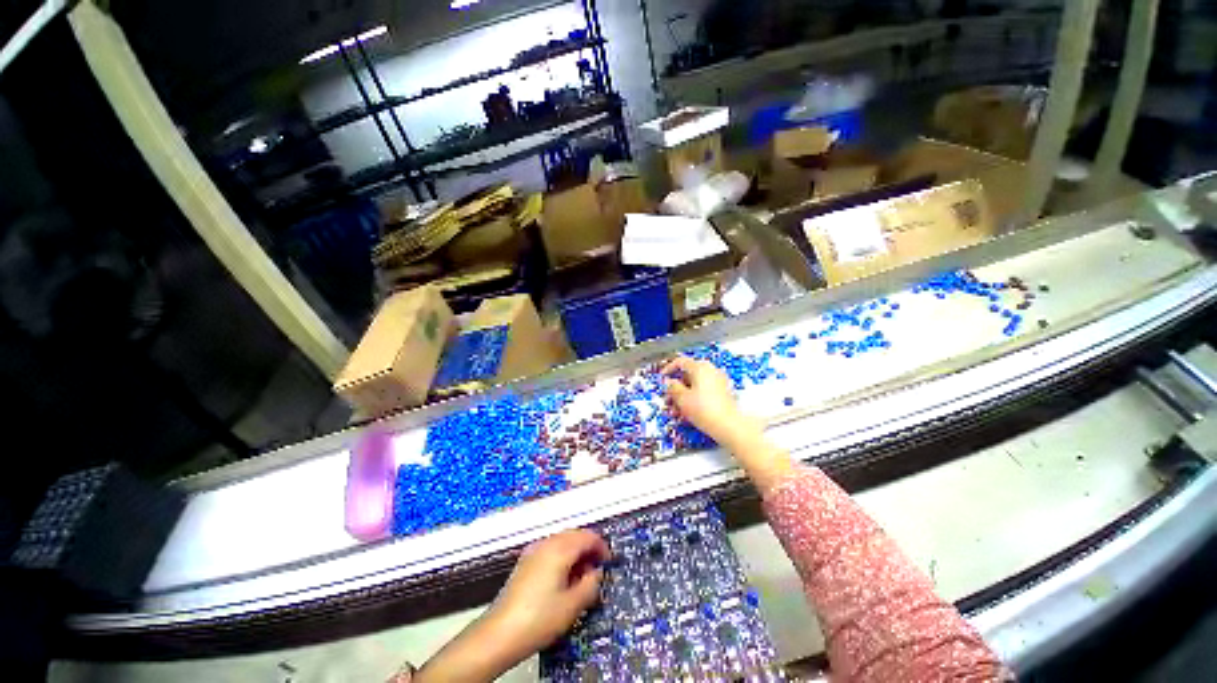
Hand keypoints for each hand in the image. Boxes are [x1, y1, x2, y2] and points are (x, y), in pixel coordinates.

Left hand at [415, 530, 609, 682]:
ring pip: (562, 541)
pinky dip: (562, 556)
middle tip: (598, 569)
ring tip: (582, 576)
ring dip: (576, 552)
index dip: (602, 547)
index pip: (587, 537)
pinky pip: (550, 549)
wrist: (499, 634)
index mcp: (560, 549)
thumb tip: (597, 572)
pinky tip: (563, 578)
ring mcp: (533, 551)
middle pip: (574, 535)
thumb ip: (590, 584)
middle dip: (589, 548)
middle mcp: (546, 543)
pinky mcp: (525, 562)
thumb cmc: (539, 619)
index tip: (609, 562)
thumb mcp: (572, 606)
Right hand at [663, 356, 755, 447]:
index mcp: (700, 367)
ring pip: (696, 384)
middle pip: (688, 373)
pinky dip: (695, 397)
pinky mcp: (723, 392)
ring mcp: (719, 381)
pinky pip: (705, 390)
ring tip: (677, 408)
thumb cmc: (704, 410)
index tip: (662, 378)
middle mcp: (711, 370)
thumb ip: (672, 387)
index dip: (668, 369)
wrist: (729, 426)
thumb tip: (669, 382)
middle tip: (669, 397)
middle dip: (676, 386)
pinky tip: (689, 411)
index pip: (680, 362)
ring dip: (684, 393)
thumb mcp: (682, 398)